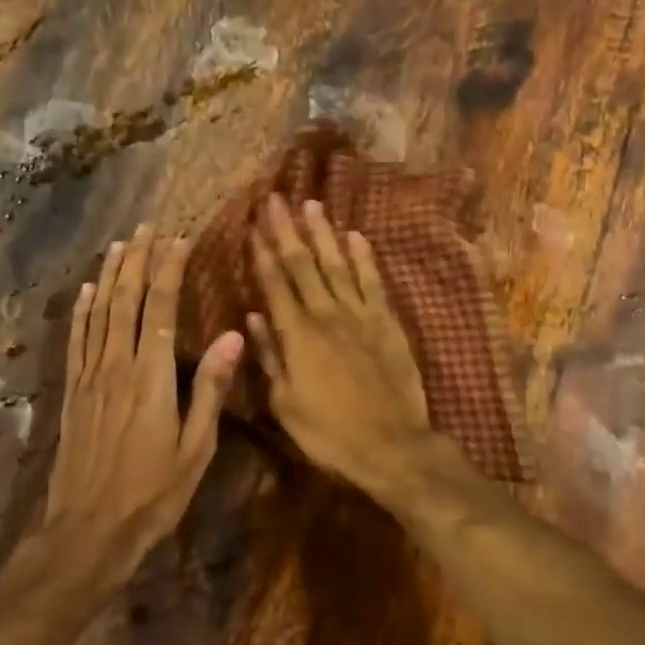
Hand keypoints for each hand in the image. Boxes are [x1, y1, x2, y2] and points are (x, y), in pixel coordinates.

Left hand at [40, 226, 242, 596]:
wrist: (87, 532)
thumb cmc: (153, 494)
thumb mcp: (196, 448)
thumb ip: (211, 389)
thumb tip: (233, 337)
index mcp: (152, 377)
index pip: (161, 309)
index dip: (169, 270)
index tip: (179, 239)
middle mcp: (117, 366)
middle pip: (126, 300)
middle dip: (138, 260)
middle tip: (148, 227)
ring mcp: (89, 378)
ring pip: (99, 313)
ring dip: (109, 275)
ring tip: (119, 244)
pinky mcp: (72, 393)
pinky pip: (76, 340)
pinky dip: (81, 311)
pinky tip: (85, 291)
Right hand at [245, 196, 433, 498]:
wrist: (391, 445)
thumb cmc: (329, 432)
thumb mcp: (285, 404)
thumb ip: (270, 356)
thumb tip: (252, 316)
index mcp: (297, 335)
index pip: (275, 284)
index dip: (262, 253)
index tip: (253, 225)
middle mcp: (327, 315)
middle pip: (302, 265)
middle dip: (286, 230)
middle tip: (275, 199)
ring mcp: (360, 315)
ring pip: (337, 264)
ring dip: (323, 234)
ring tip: (311, 205)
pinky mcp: (387, 322)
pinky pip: (373, 282)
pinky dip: (363, 258)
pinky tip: (355, 236)